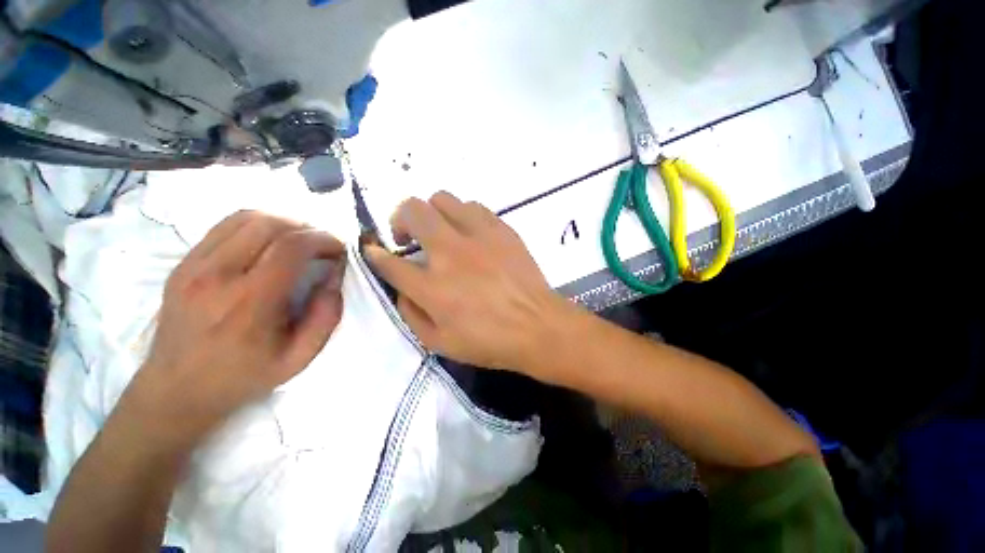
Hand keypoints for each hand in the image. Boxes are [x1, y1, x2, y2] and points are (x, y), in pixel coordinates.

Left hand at [129, 211, 345, 445]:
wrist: (176, 390)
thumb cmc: (244, 376)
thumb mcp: (299, 358)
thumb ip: (326, 316)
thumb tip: (334, 277)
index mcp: (249, 303)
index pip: (291, 247)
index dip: (323, 239)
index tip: (339, 250)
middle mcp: (216, 275)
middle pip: (269, 224)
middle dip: (307, 228)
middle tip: (322, 245)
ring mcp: (193, 265)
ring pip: (246, 217)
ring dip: (283, 223)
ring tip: (299, 241)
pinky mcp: (183, 263)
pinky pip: (225, 226)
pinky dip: (257, 226)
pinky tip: (269, 243)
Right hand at [365, 192, 571, 374]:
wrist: (538, 326)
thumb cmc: (490, 341)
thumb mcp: (439, 343)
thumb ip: (411, 314)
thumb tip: (401, 288)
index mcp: (432, 287)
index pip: (389, 261)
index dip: (375, 254)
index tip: (373, 250)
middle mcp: (450, 253)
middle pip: (412, 211)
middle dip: (399, 218)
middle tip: (408, 236)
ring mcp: (478, 236)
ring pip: (442, 199)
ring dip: (432, 213)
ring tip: (440, 232)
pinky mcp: (501, 229)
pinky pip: (473, 207)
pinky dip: (462, 216)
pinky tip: (468, 233)